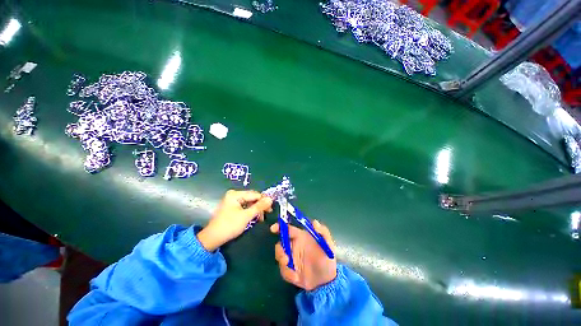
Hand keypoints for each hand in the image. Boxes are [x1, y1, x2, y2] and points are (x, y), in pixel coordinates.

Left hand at [197, 190, 272, 251]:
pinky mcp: (232, 207)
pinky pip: (245, 206)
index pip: (254, 194)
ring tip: (260, 218)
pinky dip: (250, 211)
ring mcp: (232, 201)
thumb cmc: (230, 225)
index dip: (264, 200)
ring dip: (256, 209)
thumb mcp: (246, 216)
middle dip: (260, 206)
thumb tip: (271, 199)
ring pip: (249, 202)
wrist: (213, 238)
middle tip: (267, 214)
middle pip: (252, 198)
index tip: (271, 208)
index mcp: (235, 194)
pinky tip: (254, 216)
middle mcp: (234, 195)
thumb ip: (259, 206)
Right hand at [271, 220, 336, 290]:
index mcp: (301, 237)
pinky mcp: (290, 271)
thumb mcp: (328, 245)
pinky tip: (296, 278)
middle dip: (279, 250)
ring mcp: (291, 259)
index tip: (273, 229)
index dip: (279, 227)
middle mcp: (294, 246)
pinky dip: (287, 273)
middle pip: (280, 244)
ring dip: (282, 261)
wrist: (328, 281)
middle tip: (285, 257)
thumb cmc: (327, 259)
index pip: (288, 229)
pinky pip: (283, 271)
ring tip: (290, 266)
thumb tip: (315, 222)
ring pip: (279, 256)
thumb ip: (323, 232)